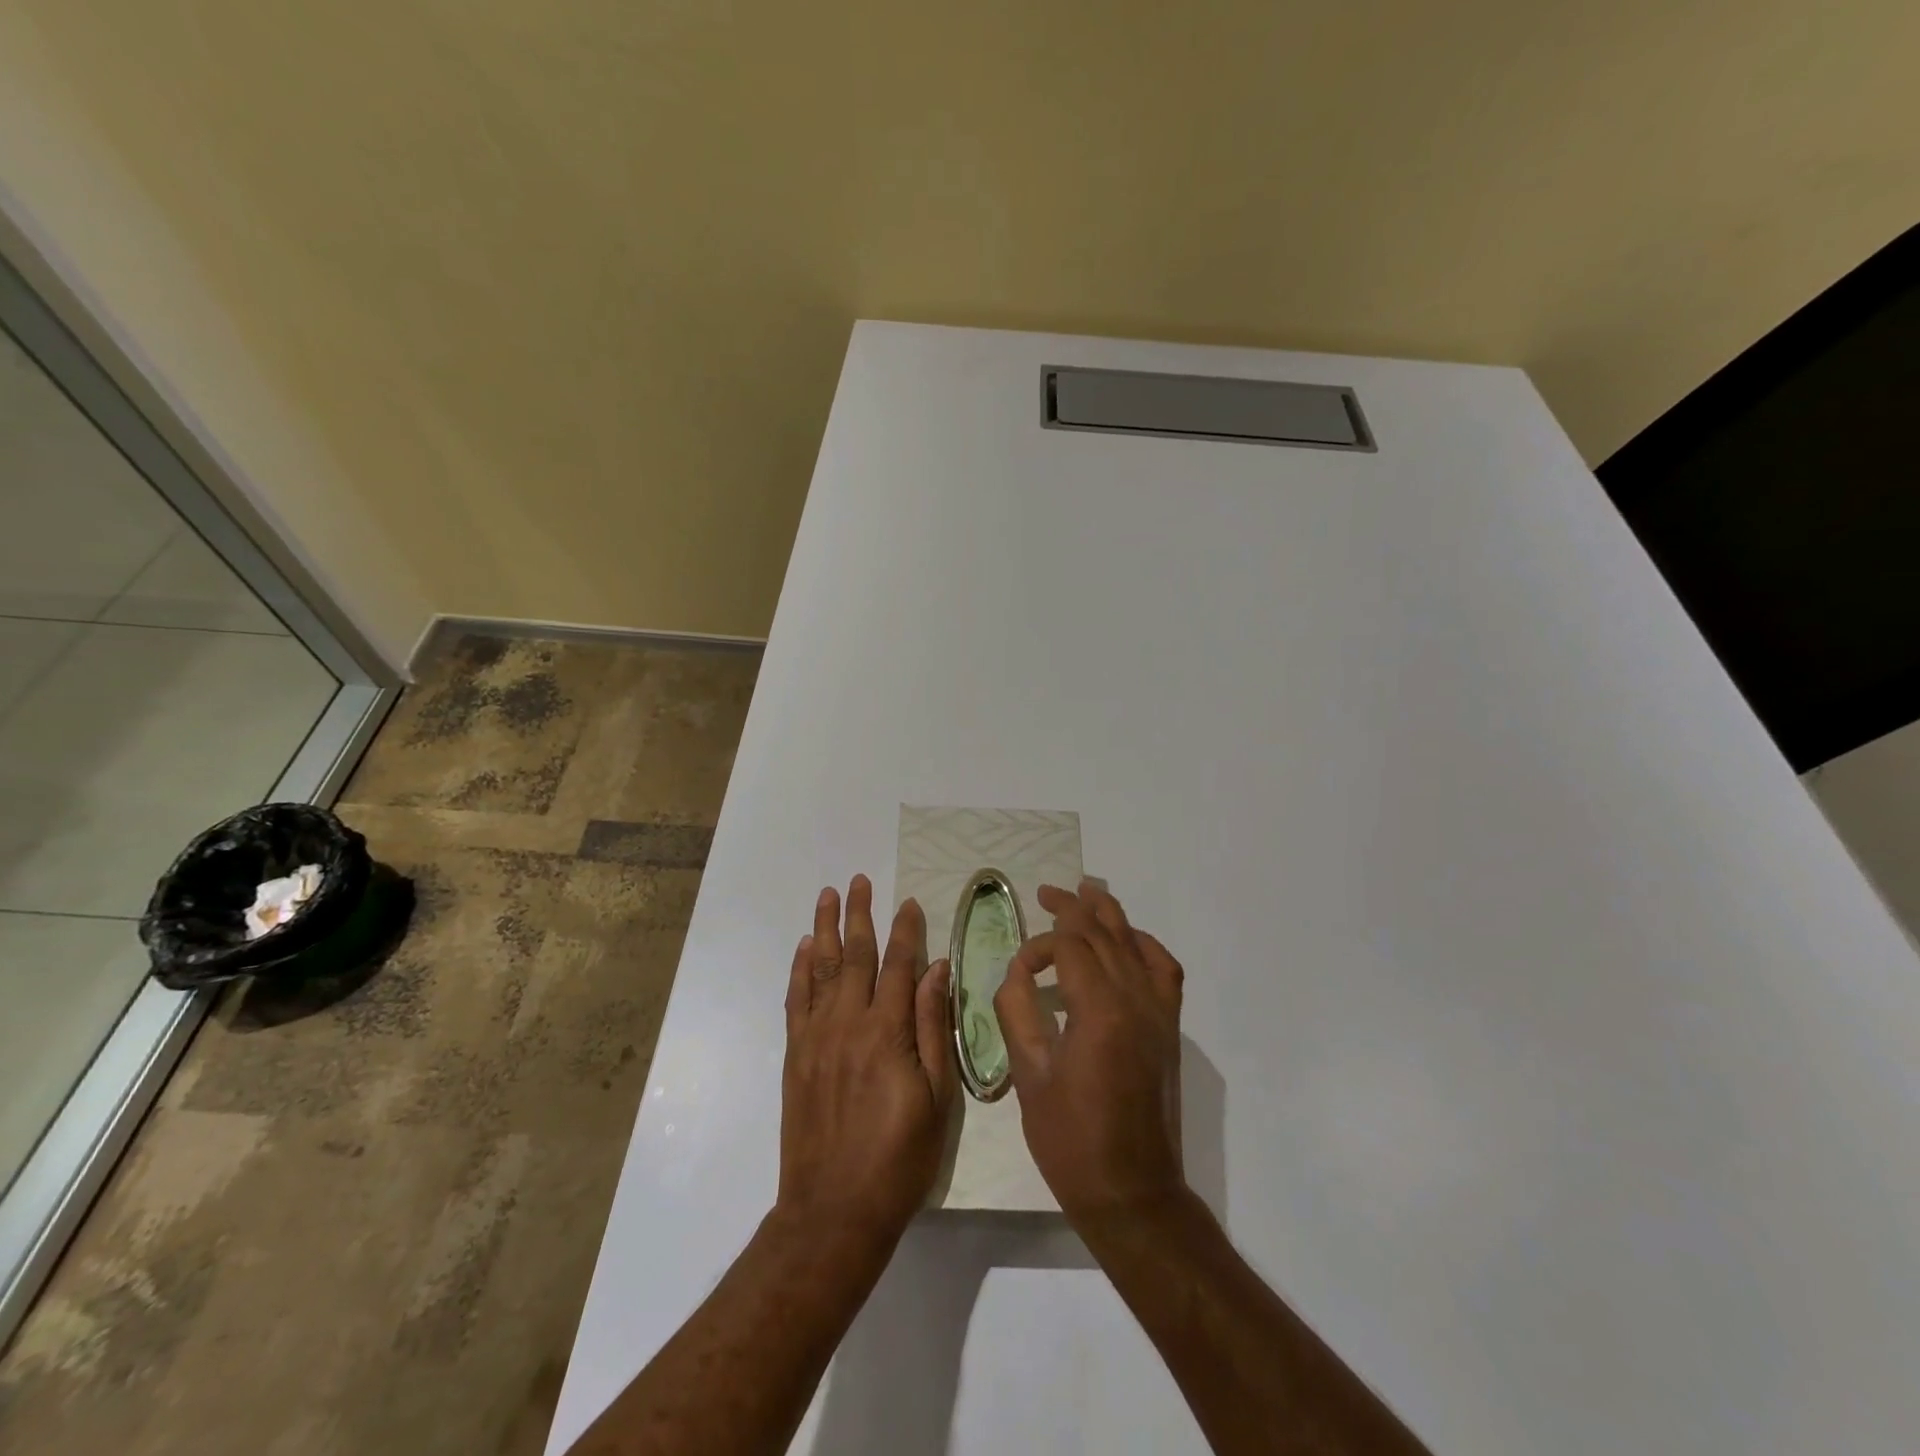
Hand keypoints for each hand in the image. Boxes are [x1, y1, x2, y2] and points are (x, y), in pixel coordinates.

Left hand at [778, 875, 955, 1248]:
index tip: (907, 902)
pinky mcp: (796, 1054)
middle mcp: (849, 1022)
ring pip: (821, 968)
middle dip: (860, 915)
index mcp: (888, 1031)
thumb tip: (938, 969)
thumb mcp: (937, 1096)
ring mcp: (816, 1036)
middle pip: (854, 954)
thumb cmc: (899, 1157)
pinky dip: (800, 969)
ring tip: (829, 895)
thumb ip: (933, 1026)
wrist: (834, 1209)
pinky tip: (805, 947)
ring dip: (825, 928)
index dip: (905, 930)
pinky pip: (796, 999)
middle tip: (860, 880)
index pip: (898, 965)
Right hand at [994, 880, 1186, 1228]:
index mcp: (1099, 1011)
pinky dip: (1145, 945)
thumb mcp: (1028, 1077)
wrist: (1133, 1193)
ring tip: (1086, 892)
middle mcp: (1136, 1000)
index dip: (1039, 947)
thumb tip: (1018, 971)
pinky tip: (1128, 939)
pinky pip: (1164, 969)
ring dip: (1108, 915)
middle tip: (1045, 894)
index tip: (1018, 969)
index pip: (1070, 948)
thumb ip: (1017, 1012)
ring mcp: (1159, 1012)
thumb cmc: (1071, 1141)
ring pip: (1134, 943)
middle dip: (1072, 909)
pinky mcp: (1169, 1027)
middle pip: (1103, 934)